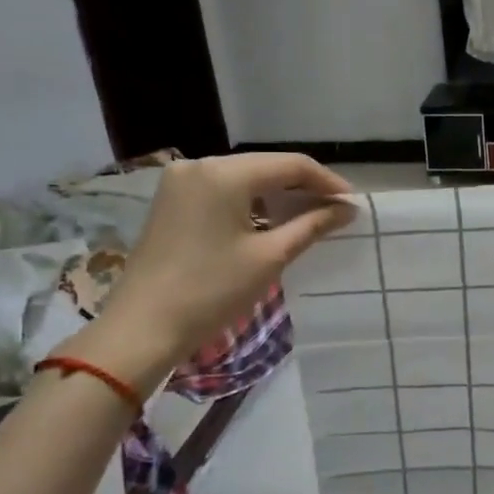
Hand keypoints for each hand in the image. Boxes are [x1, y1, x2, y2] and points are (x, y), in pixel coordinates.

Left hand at [78, 153, 353, 384]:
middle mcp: (200, 164)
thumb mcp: (270, 257)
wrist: (141, 329)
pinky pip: (224, 189)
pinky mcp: (172, 200)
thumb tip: (347, 209)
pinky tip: (272, 220)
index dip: (327, 181)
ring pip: (246, 177)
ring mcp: (181, 181)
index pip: (291, 165)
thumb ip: (312, 225)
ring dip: (278, 194)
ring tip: (311, 216)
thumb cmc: (211, 291)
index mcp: (224, 173)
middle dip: (304, 186)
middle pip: (267, 167)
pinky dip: (252, 202)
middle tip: (336, 210)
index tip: (352, 203)